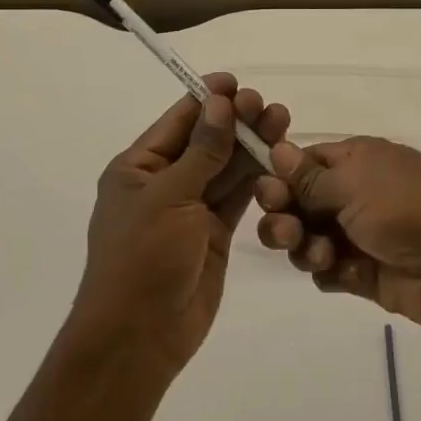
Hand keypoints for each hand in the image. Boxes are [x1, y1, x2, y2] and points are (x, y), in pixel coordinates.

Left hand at [72, 73, 290, 372]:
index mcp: (138, 167)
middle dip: (236, 122)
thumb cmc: (143, 258)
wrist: (139, 337)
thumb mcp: (170, 197)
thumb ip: (202, 151)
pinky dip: (256, 179)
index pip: (177, 121)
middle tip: (268, 105)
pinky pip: (236, 197)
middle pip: (206, 141)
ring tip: (282, 122)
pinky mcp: (212, 234)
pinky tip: (279, 159)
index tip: (237, 82)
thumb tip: (220, 103)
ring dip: (251, 146)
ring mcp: (190, 209)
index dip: (207, 100)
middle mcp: (164, 182)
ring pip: (225, 168)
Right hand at [254, 136, 420, 339]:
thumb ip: (309, 177)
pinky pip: (325, 270)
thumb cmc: (409, 209)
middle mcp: (352, 194)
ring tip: (320, 255)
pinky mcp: (362, 273)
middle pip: (297, 201)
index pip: (303, 162)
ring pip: (305, 237)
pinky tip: (341, 273)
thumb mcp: (356, 184)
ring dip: (302, 245)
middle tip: (287, 230)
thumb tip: (276, 149)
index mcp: (355, 160)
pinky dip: (325, 271)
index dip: (279, 176)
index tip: (266, 193)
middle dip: (283, 215)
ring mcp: (357, 234)